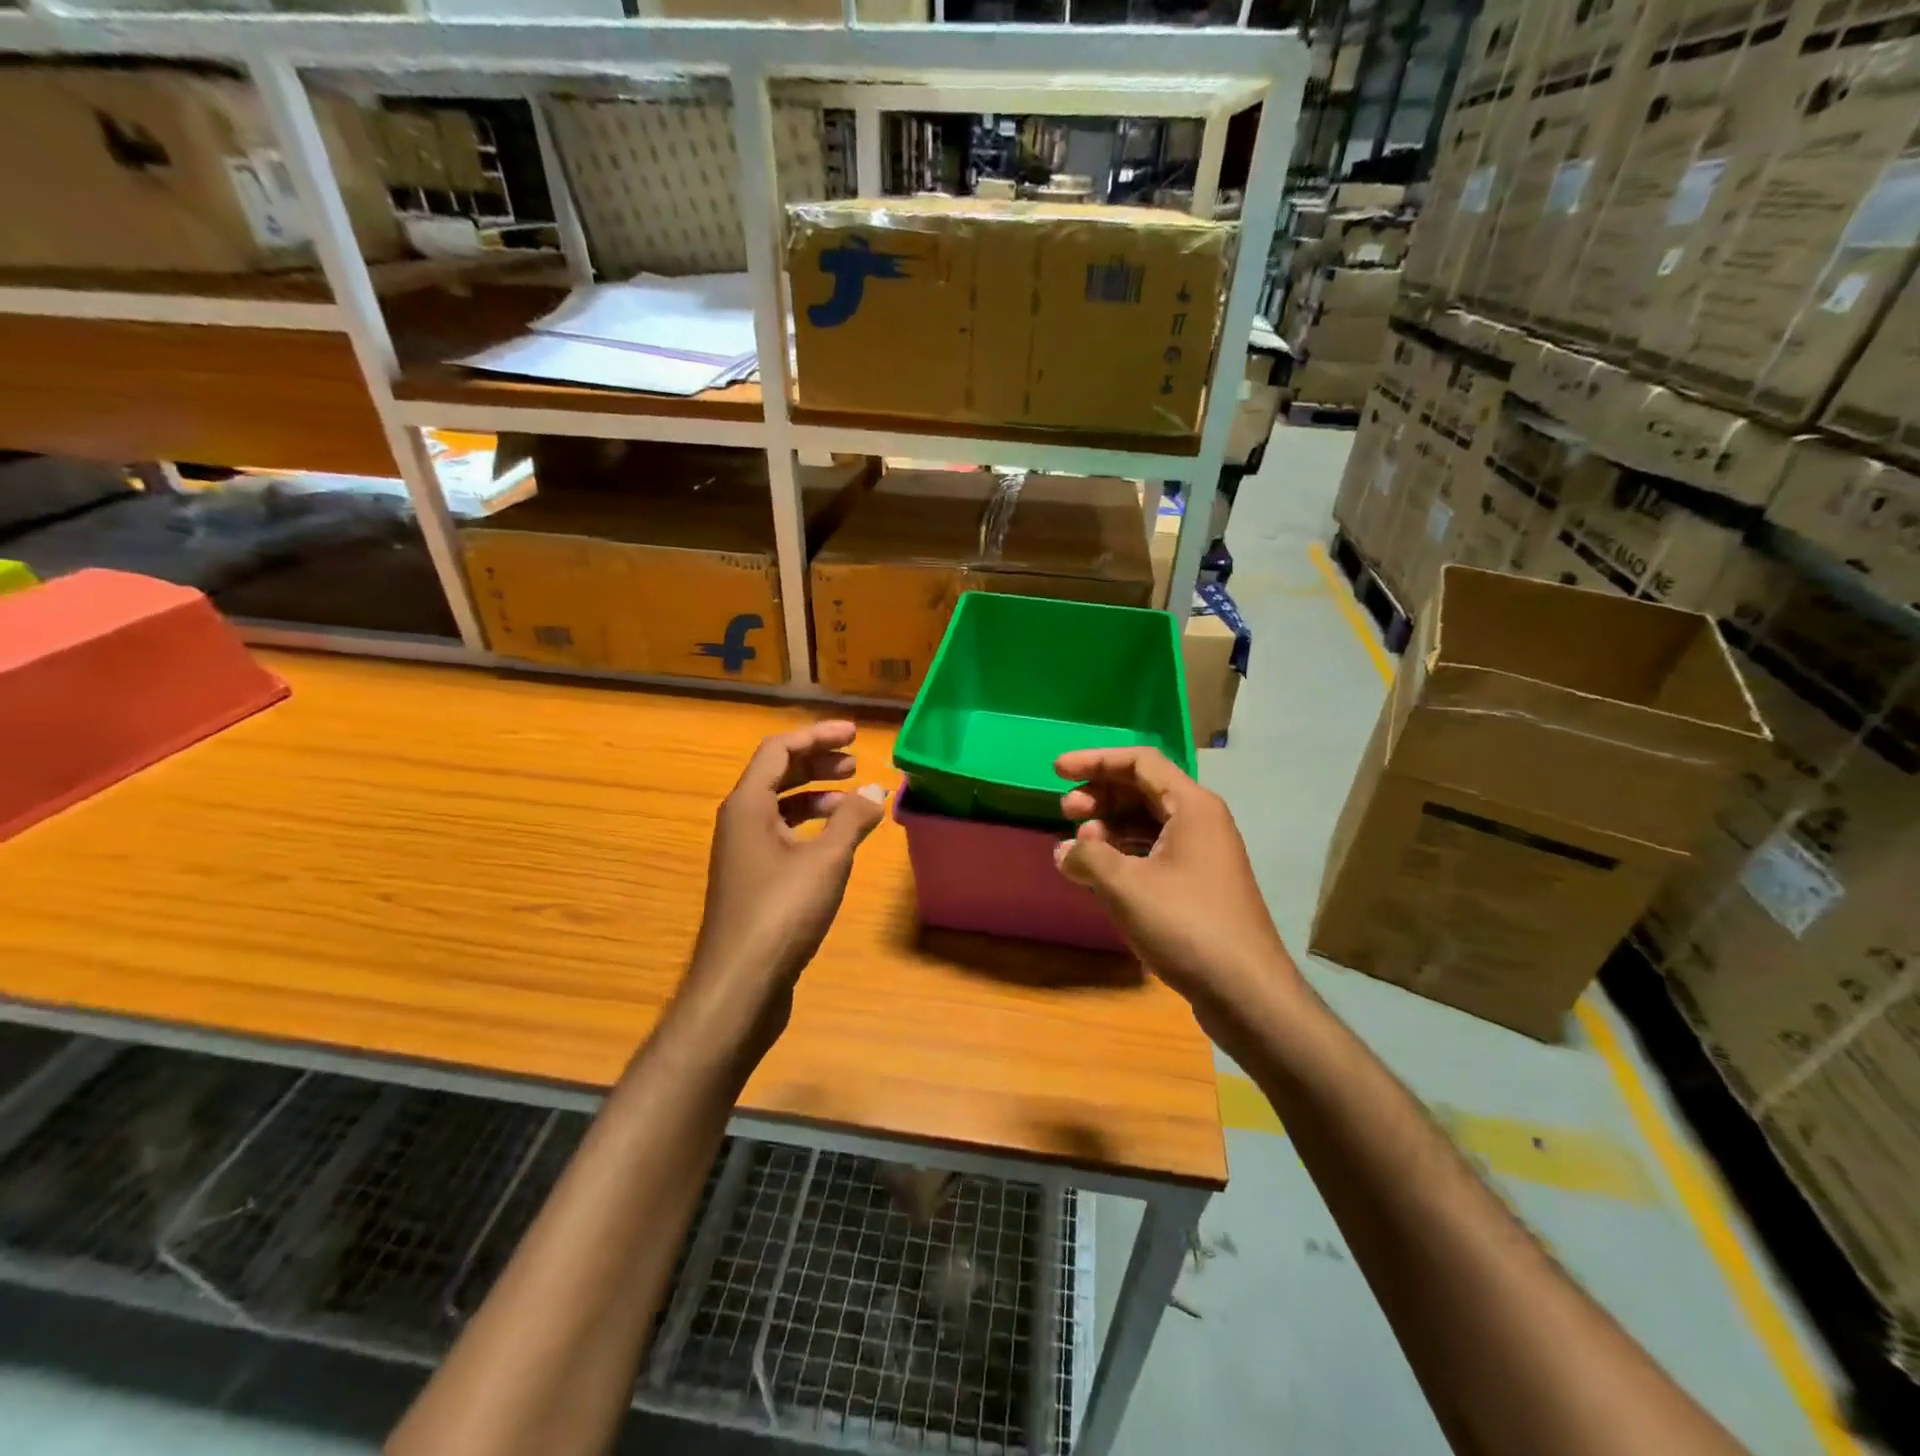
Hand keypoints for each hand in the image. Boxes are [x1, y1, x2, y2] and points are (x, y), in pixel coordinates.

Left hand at [687, 722, 887, 1040]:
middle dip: (817, 763)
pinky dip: (811, 827)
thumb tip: (877, 791)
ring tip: (854, 800)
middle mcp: (739, 822)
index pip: (779, 750)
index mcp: (747, 805)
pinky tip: (837, 841)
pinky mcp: (754, 880)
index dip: (817, 736)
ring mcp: (744, 853)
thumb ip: (852, 820)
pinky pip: (783, 835)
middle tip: (856, 763)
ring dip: (816, 796)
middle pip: (778, 775)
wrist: (740, 984)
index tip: (855, 734)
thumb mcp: (826, 860)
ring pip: (781, 807)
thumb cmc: (781, 912)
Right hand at [1053, 747, 1300, 1020]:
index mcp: (1191, 806)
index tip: (1057, 771)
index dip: (1095, 761)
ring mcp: (1203, 854)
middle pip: (1143, 789)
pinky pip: (1155, 851)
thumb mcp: (1126, 886)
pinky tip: (1100, 873)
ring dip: (1110, 826)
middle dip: (1100, 795)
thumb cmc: (1186, 925)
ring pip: (1148, 822)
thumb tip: (1065, 851)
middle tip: (1065, 811)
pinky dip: (1124, 853)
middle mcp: (1201, 821)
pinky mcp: (1199, 885)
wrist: (1246, 991)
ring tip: (1077, 845)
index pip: (1139, 762)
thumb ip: (1088, 858)